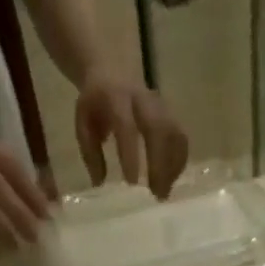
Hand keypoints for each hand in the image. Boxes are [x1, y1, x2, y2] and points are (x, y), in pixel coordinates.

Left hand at [75, 73, 189, 198]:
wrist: (112, 70)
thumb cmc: (96, 104)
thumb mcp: (83, 123)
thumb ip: (90, 153)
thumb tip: (100, 184)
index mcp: (117, 98)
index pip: (127, 127)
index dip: (131, 155)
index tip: (132, 184)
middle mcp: (143, 100)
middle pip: (159, 130)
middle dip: (160, 164)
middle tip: (157, 195)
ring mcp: (161, 106)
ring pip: (175, 134)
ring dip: (173, 166)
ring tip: (164, 192)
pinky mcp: (171, 114)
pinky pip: (181, 138)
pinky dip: (179, 162)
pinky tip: (171, 180)